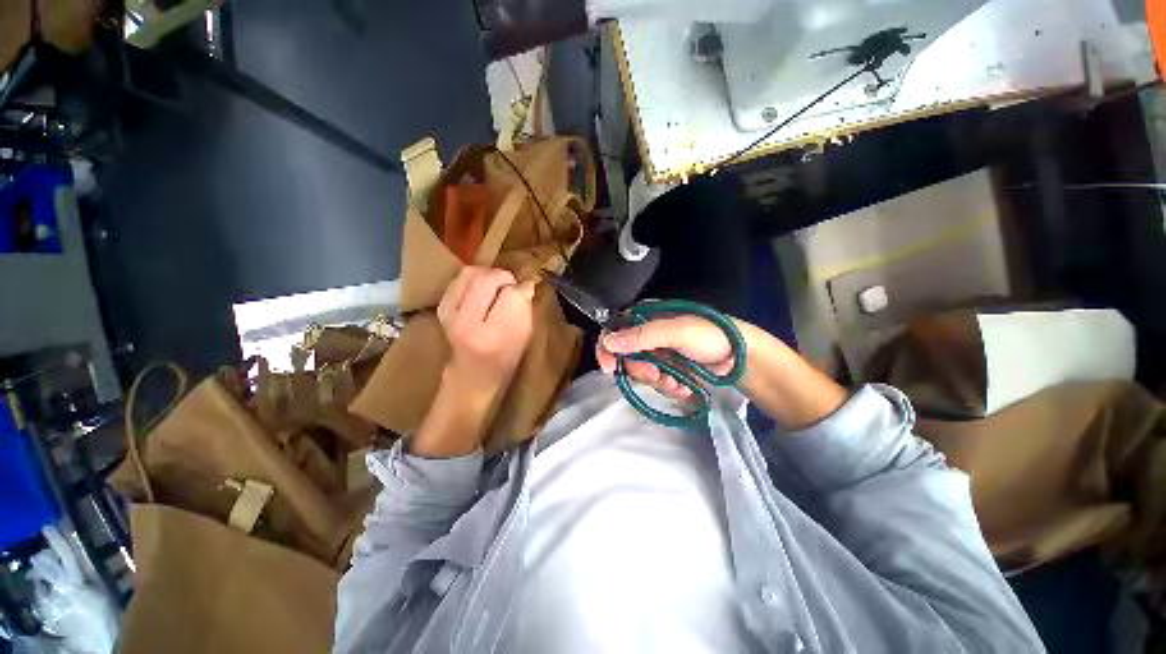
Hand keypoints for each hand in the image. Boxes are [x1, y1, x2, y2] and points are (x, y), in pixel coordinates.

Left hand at [437, 266, 535, 393]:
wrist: (472, 374)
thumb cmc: (505, 358)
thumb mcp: (524, 338)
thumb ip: (526, 309)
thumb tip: (525, 284)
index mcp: (493, 336)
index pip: (511, 295)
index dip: (522, 290)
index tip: (526, 293)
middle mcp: (466, 323)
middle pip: (487, 279)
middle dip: (505, 277)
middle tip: (511, 287)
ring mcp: (449, 313)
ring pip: (472, 273)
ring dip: (489, 274)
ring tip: (497, 287)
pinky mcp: (441, 306)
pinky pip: (460, 278)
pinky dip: (474, 278)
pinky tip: (482, 290)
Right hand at [596, 315, 734, 400]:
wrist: (741, 357)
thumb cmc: (711, 335)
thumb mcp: (677, 331)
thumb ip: (642, 335)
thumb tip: (607, 341)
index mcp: (647, 317)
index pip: (615, 330)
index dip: (607, 349)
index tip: (609, 368)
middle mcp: (648, 335)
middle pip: (625, 356)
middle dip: (640, 370)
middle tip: (656, 374)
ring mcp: (658, 354)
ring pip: (640, 372)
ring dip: (657, 381)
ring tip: (676, 381)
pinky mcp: (668, 370)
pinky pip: (656, 383)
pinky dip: (669, 387)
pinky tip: (684, 386)